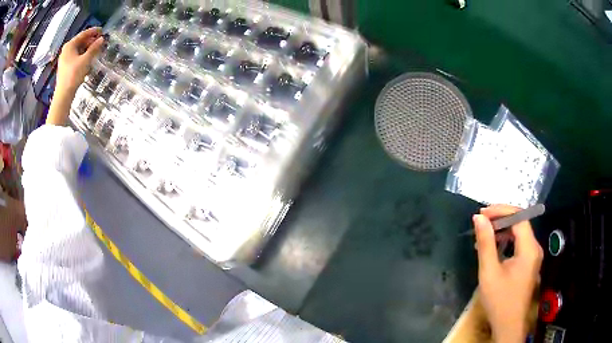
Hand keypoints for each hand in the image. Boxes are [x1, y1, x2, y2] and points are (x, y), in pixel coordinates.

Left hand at [56, 27, 103, 94]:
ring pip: (78, 50)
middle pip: (80, 41)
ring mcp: (64, 59)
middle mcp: (66, 50)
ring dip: (87, 49)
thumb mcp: (86, 60)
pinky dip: (82, 55)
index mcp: (70, 45)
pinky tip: (88, 58)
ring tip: (95, 50)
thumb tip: (102, 39)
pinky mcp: (65, 68)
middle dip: (90, 41)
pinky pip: (75, 57)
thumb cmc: (73, 75)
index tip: (102, 30)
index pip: (83, 34)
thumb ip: (94, 48)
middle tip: (100, 41)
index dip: (93, 31)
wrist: (63, 95)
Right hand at [473, 205, 542, 342]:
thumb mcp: (489, 272)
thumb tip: (479, 218)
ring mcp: (533, 255)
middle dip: (501, 218)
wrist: (508, 324)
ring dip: (502, 230)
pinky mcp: (529, 263)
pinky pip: (519, 243)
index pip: (519, 216)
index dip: (501, 210)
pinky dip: (507, 241)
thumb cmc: (499, 300)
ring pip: (520, 232)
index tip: (482, 213)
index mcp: (529, 248)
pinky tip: (494, 248)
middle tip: (481, 222)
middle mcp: (535, 247)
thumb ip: (486, 243)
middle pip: (521, 222)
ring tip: (484, 235)